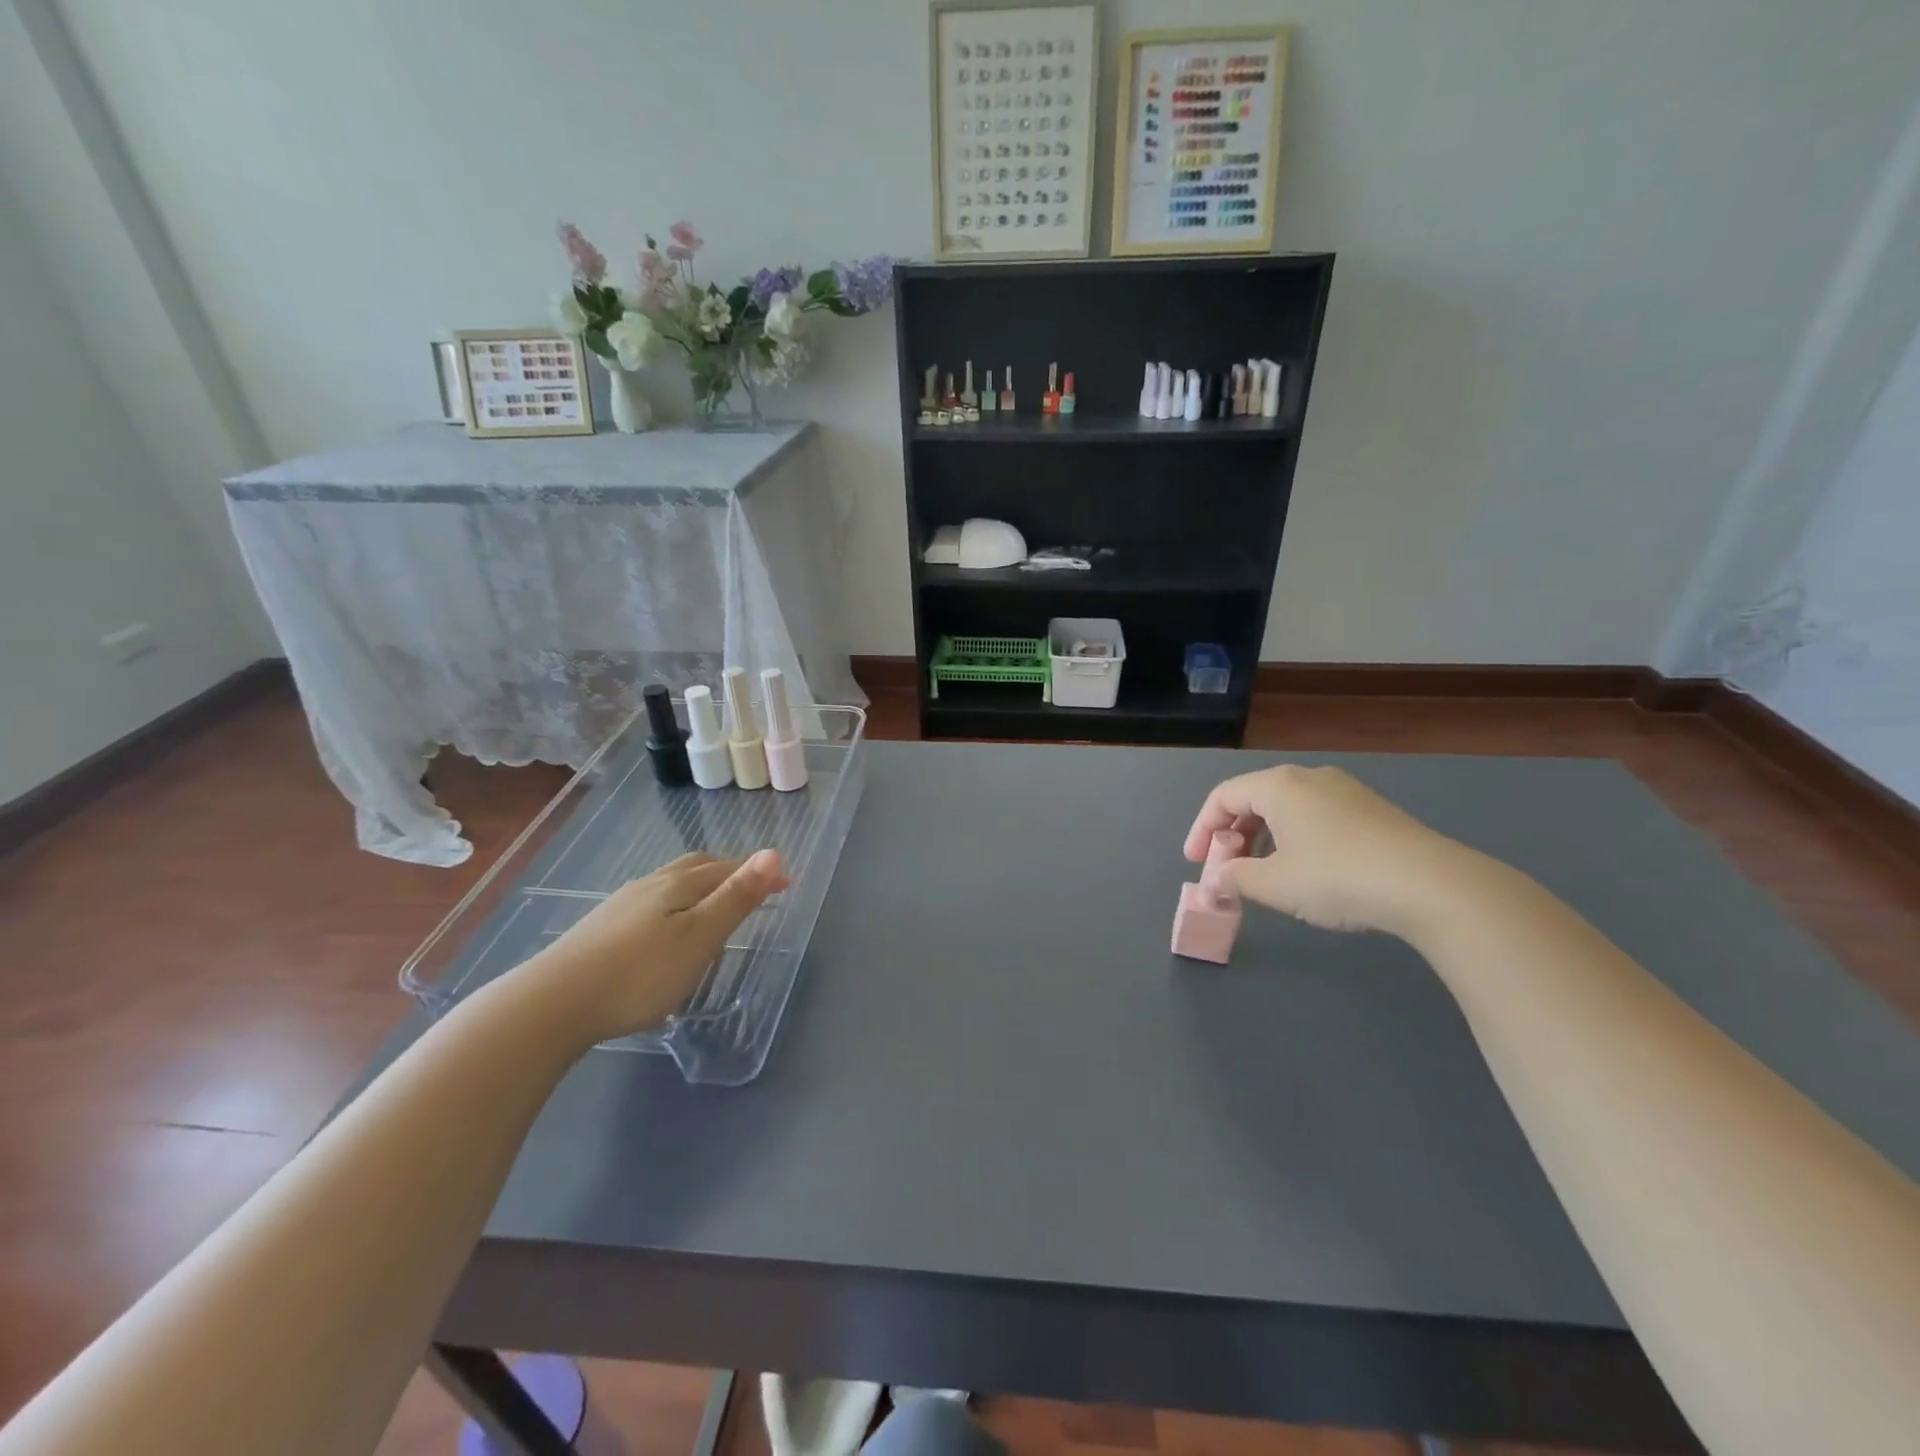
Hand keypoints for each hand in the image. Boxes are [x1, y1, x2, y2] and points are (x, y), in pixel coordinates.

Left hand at [523, 850, 787, 1045]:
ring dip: (700, 888)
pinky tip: (665, 932)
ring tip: (713, 908)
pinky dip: (674, 907)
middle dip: (729, 872)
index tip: (787, 884)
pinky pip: (651, 905)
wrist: (551, 1005)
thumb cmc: (638, 974)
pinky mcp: (601, 929)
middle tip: (752, 889)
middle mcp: (650, 885)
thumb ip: (736, 898)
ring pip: (670, 885)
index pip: (727, 868)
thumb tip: (773, 852)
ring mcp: (621, 906)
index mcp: (678, 885)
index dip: (759, 873)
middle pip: (696, 868)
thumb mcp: (699, 938)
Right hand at [1184, 765, 1469, 936]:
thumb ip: (1234, 879)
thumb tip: (1215, 882)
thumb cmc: (1337, 877)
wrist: (1431, 885)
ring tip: (1264, 874)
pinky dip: (1294, 838)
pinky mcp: (1371, 810)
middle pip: (1253, 799)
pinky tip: (1306, 870)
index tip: (1197, 863)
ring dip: (1263, 839)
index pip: (1222, 797)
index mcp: (1278, 786)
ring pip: (1286, 808)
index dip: (1201, 830)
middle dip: (1232, 835)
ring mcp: (1345, 790)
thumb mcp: (1274, 884)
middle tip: (1227, 869)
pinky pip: (1315, 816)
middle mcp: (1308, 777)